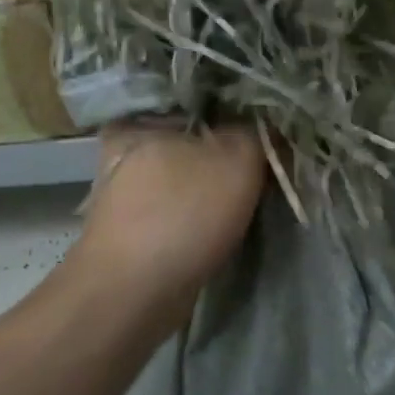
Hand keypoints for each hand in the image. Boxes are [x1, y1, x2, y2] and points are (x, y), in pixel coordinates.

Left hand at [71, 121, 265, 336]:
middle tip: (266, 162)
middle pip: (194, 138)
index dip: (241, 112)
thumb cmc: (182, 214)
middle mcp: (125, 148)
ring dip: (216, 183)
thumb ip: (257, 132)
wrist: (132, 295)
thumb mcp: (238, 158)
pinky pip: (179, 205)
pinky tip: (227, 219)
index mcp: (141, 118)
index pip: (202, 99)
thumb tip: (268, 126)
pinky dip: (202, 211)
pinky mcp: (133, 226)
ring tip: (253, 192)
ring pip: (187, 174)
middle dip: (228, 149)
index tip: (269, 129)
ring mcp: (125, 190)